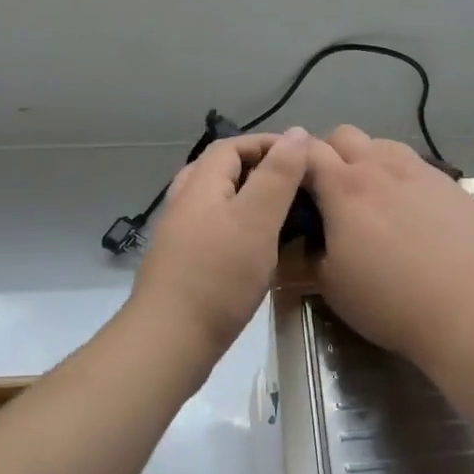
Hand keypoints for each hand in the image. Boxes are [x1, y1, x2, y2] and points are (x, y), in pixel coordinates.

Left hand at [130, 129, 310, 359]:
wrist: (170, 340)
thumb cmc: (218, 276)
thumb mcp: (256, 219)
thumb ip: (277, 175)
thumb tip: (296, 132)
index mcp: (200, 184)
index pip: (232, 146)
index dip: (267, 144)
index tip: (303, 157)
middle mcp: (184, 203)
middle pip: (220, 170)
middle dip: (258, 169)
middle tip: (294, 184)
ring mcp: (180, 235)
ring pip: (217, 201)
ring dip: (249, 198)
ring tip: (282, 214)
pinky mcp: (184, 264)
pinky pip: (216, 229)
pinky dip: (241, 226)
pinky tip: (259, 249)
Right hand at [304, 125, 473, 371]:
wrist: (469, 308)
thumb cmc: (390, 300)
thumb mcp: (331, 284)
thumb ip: (313, 249)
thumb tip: (314, 234)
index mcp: (344, 188)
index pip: (307, 151)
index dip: (292, 161)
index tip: (290, 183)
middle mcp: (381, 167)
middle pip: (344, 135)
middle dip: (328, 153)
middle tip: (328, 190)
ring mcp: (420, 171)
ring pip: (382, 144)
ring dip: (367, 159)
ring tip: (371, 197)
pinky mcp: (450, 184)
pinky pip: (415, 165)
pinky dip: (400, 177)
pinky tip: (409, 211)